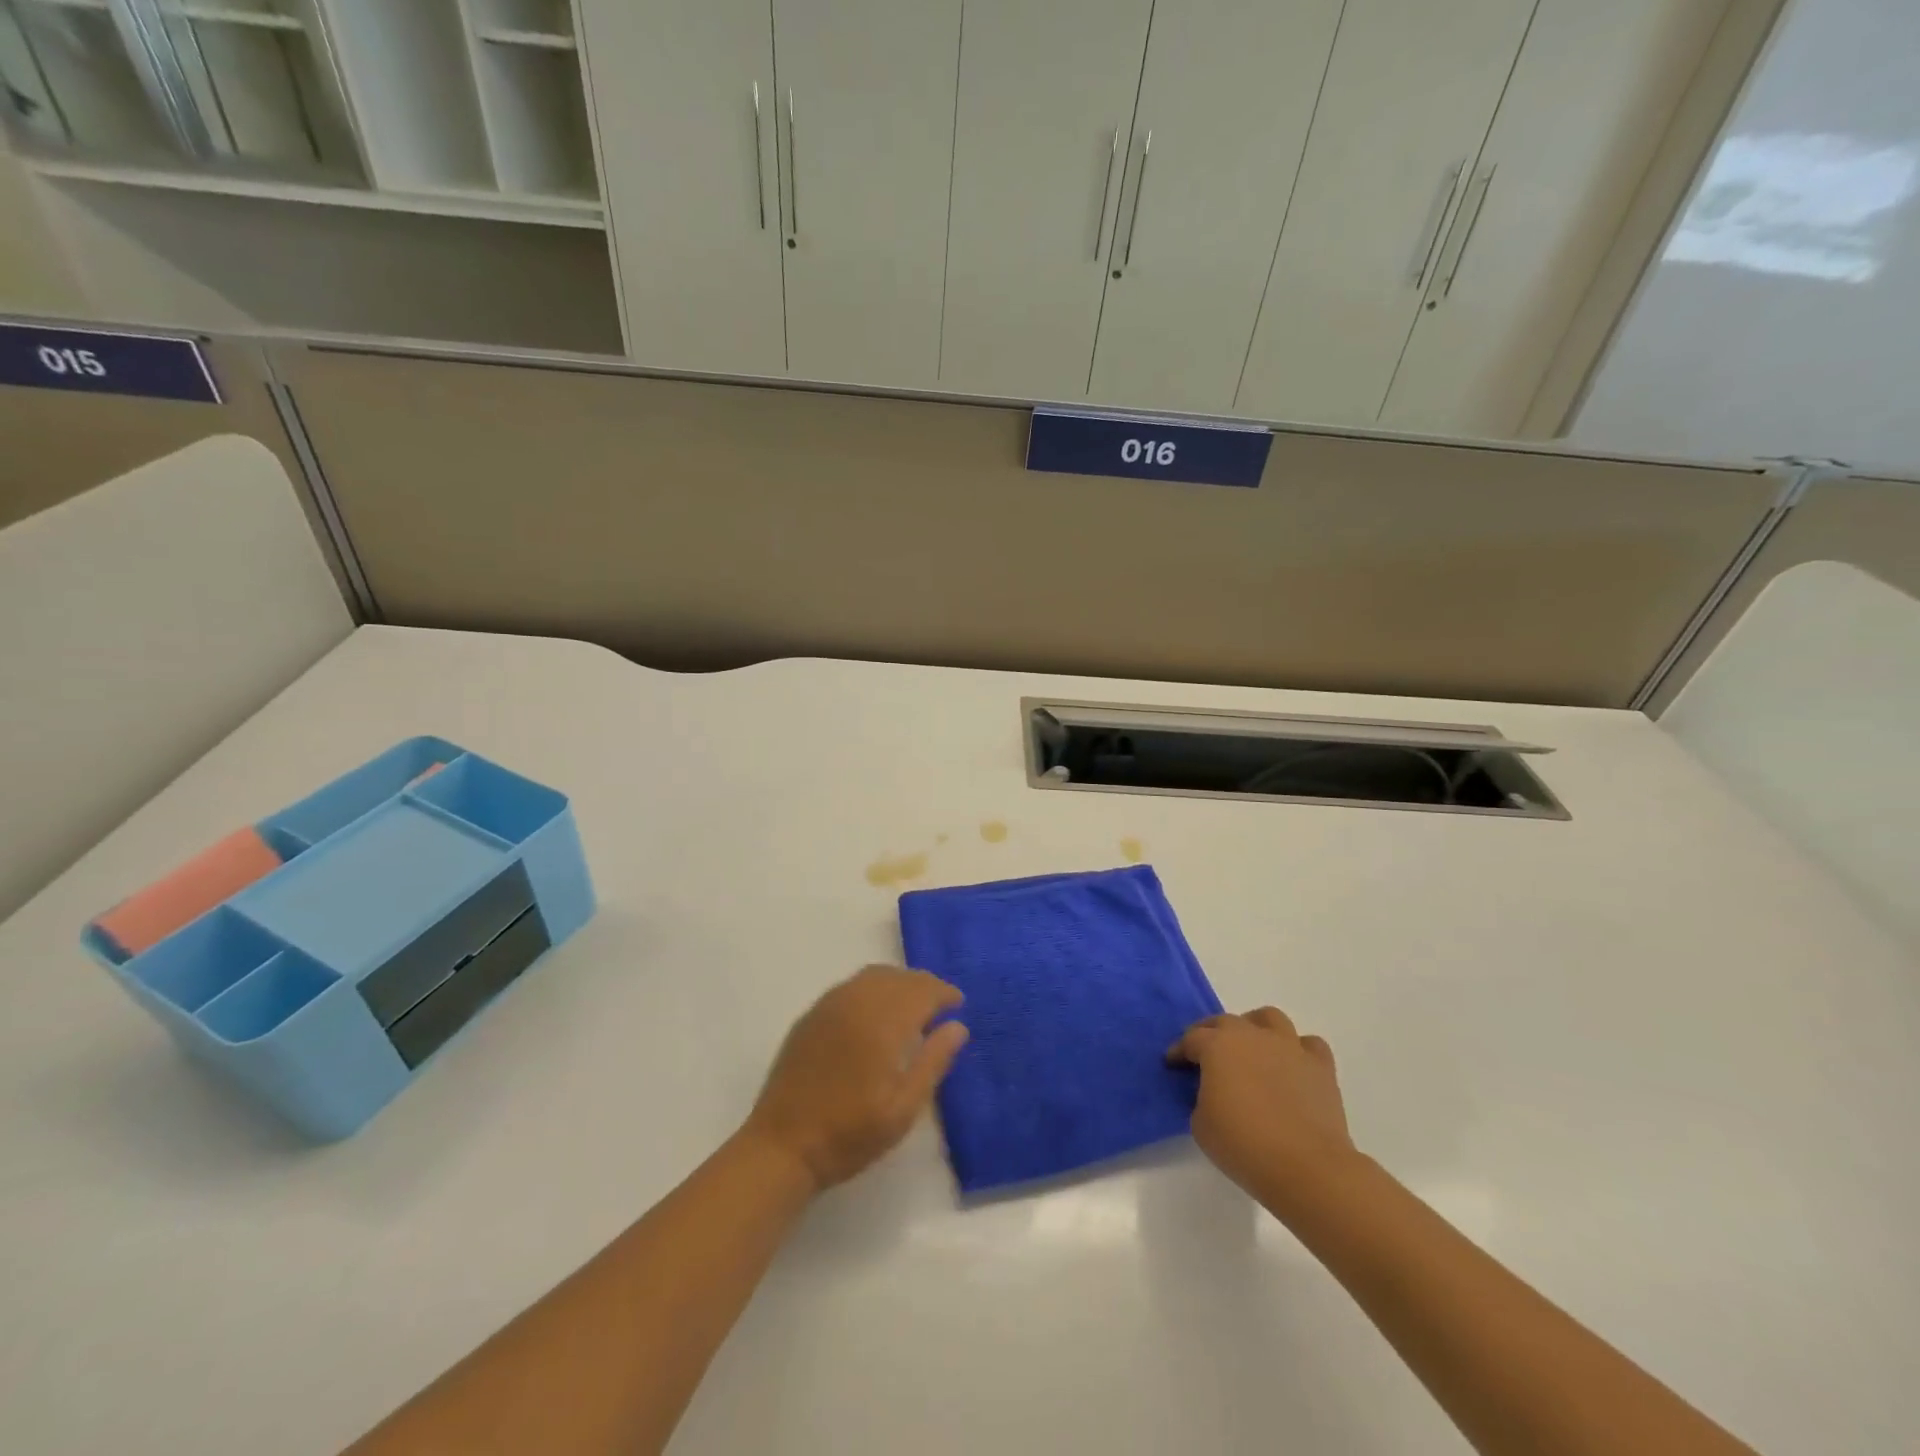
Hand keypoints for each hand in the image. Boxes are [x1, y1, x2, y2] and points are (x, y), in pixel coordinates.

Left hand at [743, 966, 969, 1192]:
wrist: (782, 1147)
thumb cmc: (849, 1134)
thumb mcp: (902, 1109)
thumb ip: (933, 1062)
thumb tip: (958, 1026)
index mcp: (881, 1022)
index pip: (921, 990)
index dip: (943, 993)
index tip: (958, 1004)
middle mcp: (856, 1002)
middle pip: (898, 977)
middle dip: (923, 985)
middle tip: (939, 1006)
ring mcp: (829, 1005)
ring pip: (873, 976)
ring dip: (898, 983)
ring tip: (911, 1007)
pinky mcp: (811, 1016)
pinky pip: (850, 986)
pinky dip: (872, 989)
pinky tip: (875, 1014)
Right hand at [1168, 1007, 1356, 1201]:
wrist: (1307, 1167)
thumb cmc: (1244, 1145)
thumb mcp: (1201, 1124)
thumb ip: (1201, 1098)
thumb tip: (1214, 1093)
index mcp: (1217, 1045)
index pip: (1191, 1039)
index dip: (1179, 1051)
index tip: (1173, 1064)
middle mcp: (1252, 1036)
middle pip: (1225, 1021)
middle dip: (1211, 1034)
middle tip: (1206, 1056)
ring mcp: (1289, 1047)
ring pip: (1269, 1018)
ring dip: (1256, 1028)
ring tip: (1252, 1048)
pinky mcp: (1320, 1067)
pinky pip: (1308, 1044)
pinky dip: (1298, 1050)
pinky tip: (1291, 1066)